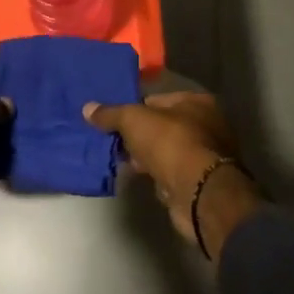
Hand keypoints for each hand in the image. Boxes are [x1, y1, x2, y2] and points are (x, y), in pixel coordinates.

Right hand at [83, 92, 261, 254]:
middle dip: (139, 135)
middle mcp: (206, 125)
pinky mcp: (199, 183)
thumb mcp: (134, 120)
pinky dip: (155, 175)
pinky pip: (170, 172)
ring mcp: (205, 156)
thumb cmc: (170, 143)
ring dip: (146, 157)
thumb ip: (111, 114)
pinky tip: (138, 177)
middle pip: (162, 125)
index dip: (134, 108)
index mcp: (197, 101)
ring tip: (122, 161)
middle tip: (114, 142)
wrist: (199, 194)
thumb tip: (87, 108)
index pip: (158, 99)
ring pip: (166, 151)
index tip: (114, 120)